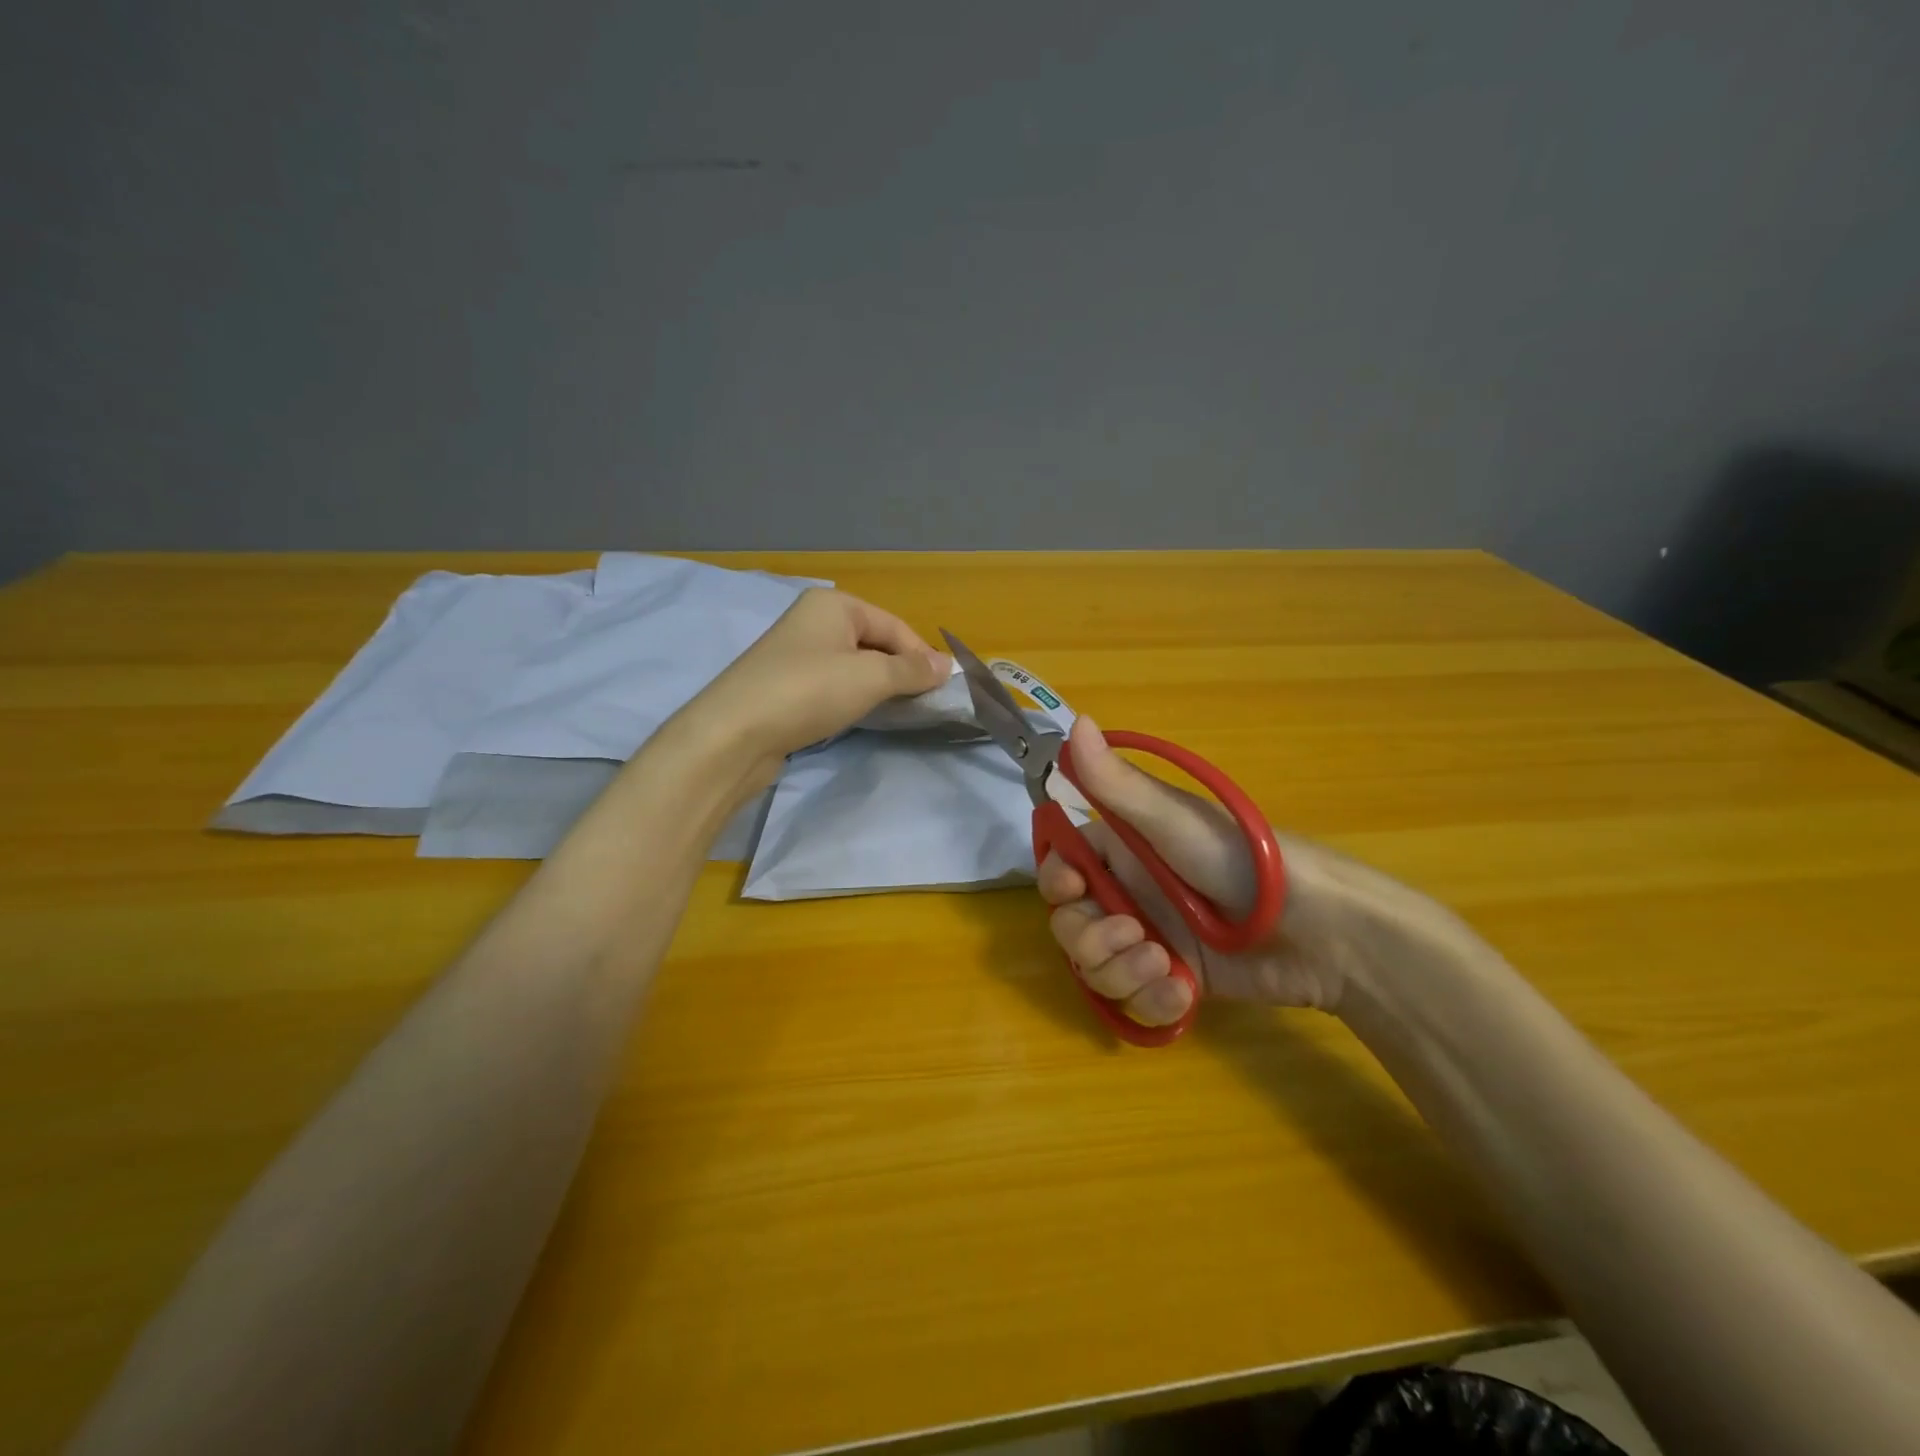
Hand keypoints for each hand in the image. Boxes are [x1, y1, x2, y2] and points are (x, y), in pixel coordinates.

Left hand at [680, 589, 948, 778]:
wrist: (734, 734)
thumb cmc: (808, 692)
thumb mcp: (870, 677)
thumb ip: (912, 670)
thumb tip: (947, 665)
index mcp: (834, 604)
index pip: (895, 626)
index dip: (921, 656)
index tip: (941, 690)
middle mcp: (813, 620)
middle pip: (874, 642)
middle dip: (899, 671)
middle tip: (920, 703)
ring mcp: (796, 653)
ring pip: (853, 666)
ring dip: (876, 686)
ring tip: (894, 711)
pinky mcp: (785, 685)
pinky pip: (832, 684)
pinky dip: (851, 698)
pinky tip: (857, 716)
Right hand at [1039, 718, 1437, 1025]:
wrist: (1321, 929)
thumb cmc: (1242, 860)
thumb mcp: (1172, 821)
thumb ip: (1116, 782)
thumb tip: (1073, 719)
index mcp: (1121, 850)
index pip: (1062, 867)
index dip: (1057, 883)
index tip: (1075, 890)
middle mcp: (1128, 894)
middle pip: (1071, 925)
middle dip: (1091, 941)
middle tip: (1135, 937)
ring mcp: (1150, 940)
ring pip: (1098, 970)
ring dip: (1122, 974)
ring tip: (1166, 967)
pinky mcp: (1174, 981)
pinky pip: (1135, 1003)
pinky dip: (1153, 1003)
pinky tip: (1183, 993)